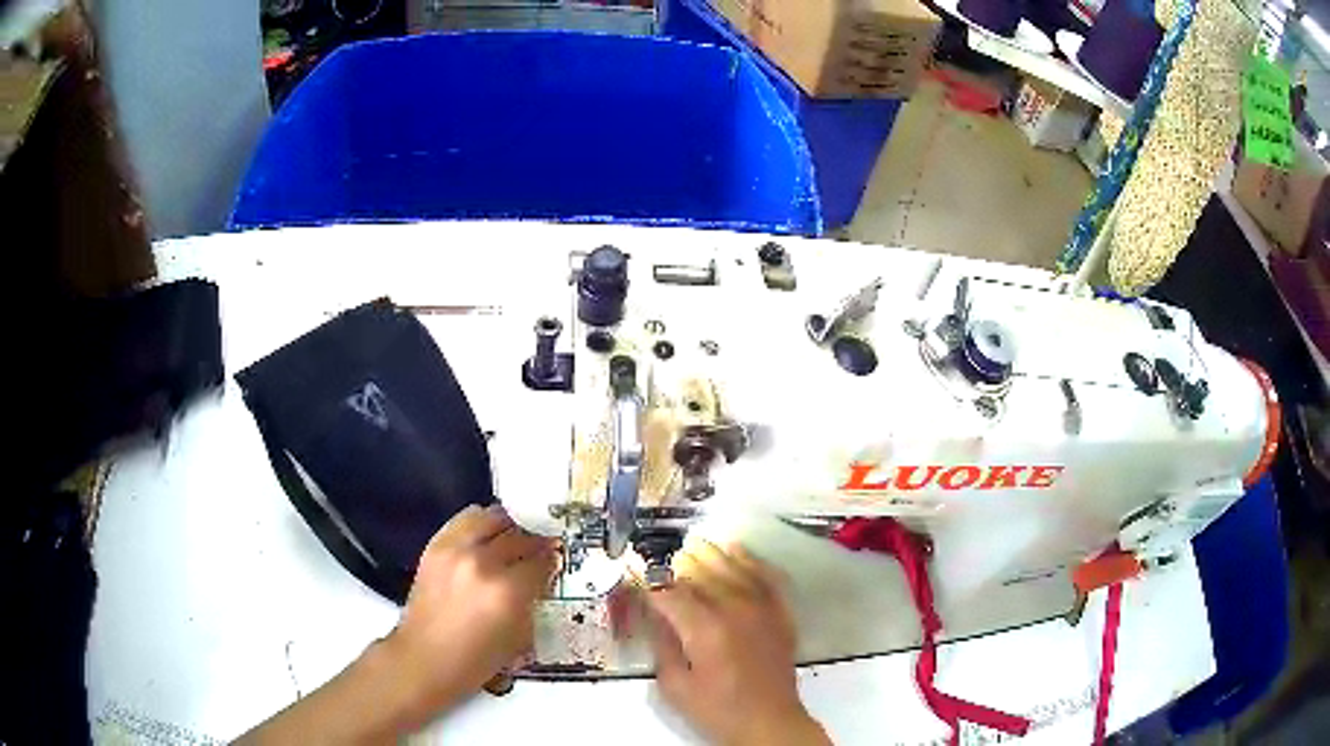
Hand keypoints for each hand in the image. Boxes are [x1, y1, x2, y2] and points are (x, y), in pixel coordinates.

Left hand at [383, 504, 557, 726]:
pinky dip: (481, 522)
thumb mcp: (518, 638)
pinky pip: (465, 519)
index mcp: (508, 592)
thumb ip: (532, 602)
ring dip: (509, 526)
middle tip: (541, 547)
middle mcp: (483, 563)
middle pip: (519, 537)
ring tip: (515, 535)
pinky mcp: (436, 546)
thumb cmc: (476, 660)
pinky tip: (487, 534)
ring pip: (492, 518)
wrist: (424, 658)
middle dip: (535, 542)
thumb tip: (541, 578)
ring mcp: (456, 550)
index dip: (552, 562)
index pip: (541, 562)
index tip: (555, 561)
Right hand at [645, 543, 829, 745]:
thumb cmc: (717, 709)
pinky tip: (738, 551)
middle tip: (660, 559)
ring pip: (734, 567)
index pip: (668, 592)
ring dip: (711, 553)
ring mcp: (762, 608)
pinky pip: (767, 576)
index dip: (647, 579)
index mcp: (704, 629)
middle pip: (701, 572)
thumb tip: (654, 613)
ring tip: (694, 543)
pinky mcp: (780, 613)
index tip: (631, 569)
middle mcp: (734, 610)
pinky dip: (751, 560)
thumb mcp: (675, 685)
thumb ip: (662, 644)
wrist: (769, 721)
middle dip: (677, 562)